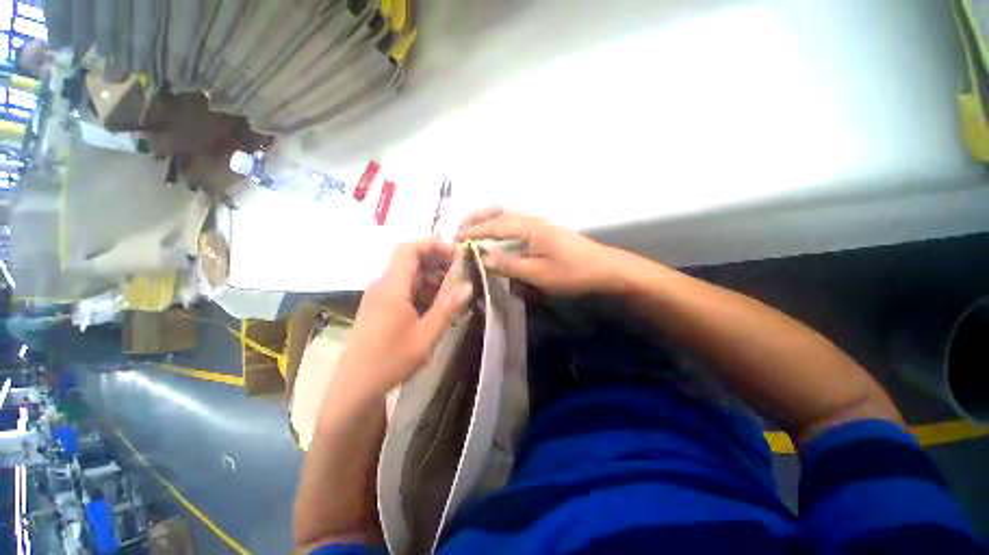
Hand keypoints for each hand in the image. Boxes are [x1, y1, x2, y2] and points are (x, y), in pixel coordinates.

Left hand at [335, 239, 472, 398]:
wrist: (356, 385)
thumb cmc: (391, 360)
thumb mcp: (426, 336)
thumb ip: (447, 308)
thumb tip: (467, 285)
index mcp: (391, 288)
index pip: (409, 249)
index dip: (433, 245)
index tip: (455, 254)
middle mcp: (382, 284)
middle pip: (408, 258)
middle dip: (435, 259)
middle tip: (458, 272)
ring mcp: (378, 294)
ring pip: (406, 271)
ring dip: (429, 274)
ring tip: (450, 289)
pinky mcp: (378, 304)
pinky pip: (402, 285)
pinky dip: (420, 286)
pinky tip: (433, 301)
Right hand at [455, 207, 626, 295]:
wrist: (606, 268)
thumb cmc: (573, 273)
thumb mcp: (540, 274)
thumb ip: (510, 265)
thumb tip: (483, 258)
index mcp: (530, 228)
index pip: (495, 226)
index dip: (473, 232)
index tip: (455, 239)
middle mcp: (533, 220)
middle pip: (500, 212)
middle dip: (478, 218)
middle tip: (460, 228)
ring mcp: (540, 223)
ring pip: (508, 215)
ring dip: (489, 219)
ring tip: (474, 228)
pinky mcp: (545, 230)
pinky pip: (516, 222)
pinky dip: (501, 224)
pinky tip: (499, 235)